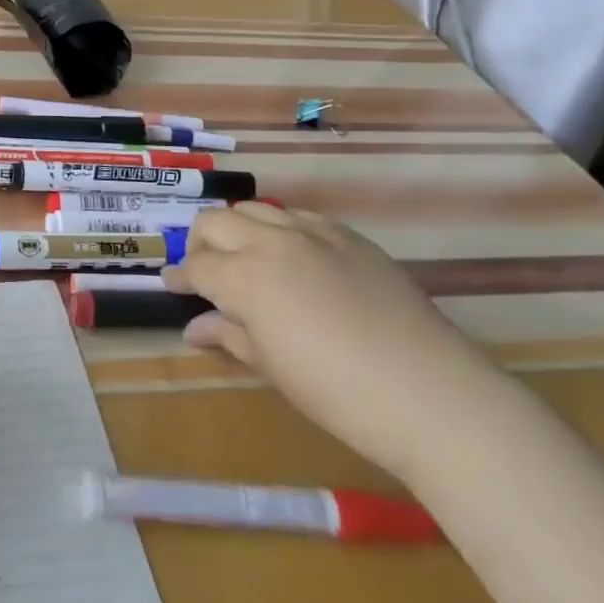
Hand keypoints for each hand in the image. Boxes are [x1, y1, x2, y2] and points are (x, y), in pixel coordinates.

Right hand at [163, 202, 515, 483]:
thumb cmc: (337, 392)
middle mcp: (271, 241)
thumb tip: (194, 328)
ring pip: (256, 209)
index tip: (173, 287)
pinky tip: (295, 258)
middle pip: (216, 221)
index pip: (197, 266)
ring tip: (247, 259)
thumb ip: (229, 336)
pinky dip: (283, 229)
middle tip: (206, 272)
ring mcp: (313, 233)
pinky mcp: (349, 236)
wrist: (430, 393)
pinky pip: (301, 217)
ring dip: (239, 229)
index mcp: (245, 276)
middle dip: (200, 243)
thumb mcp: (272, 368)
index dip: (180, 277)